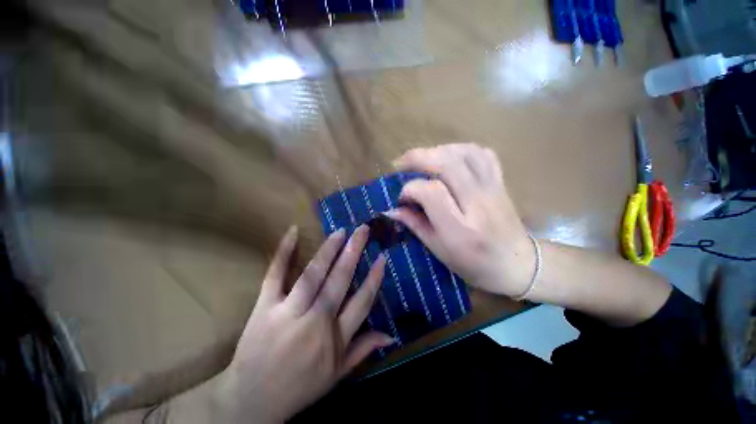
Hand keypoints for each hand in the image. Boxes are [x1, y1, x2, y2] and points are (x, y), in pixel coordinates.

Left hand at [215, 225, 391, 423]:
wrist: (250, 402)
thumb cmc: (299, 387)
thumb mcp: (336, 375)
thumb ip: (364, 350)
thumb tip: (391, 336)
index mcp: (334, 339)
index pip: (362, 301)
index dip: (374, 278)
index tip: (382, 258)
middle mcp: (314, 321)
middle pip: (339, 280)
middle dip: (354, 252)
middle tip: (362, 231)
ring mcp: (287, 312)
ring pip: (312, 274)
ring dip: (328, 250)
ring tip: (341, 232)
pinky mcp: (264, 306)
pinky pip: (275, 275)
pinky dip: (284, 252)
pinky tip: (293, 231)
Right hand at [387, 143, 533, 297]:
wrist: (517, 264)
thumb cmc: (474, 264)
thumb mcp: (439, 251)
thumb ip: (415, 226)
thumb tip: (393, 209)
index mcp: (459, 229)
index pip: (431, 193)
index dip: (410, 189)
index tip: (402, 197)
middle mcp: (477, 204)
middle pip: (448, 164)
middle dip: (418, 157)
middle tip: (401, 163)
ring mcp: (492, 189)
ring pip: (465, 153)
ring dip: (438, 150)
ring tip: (423, 160)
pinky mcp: (500, 183)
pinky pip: (483, 154)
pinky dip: (461, 149)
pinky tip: (449, 158)